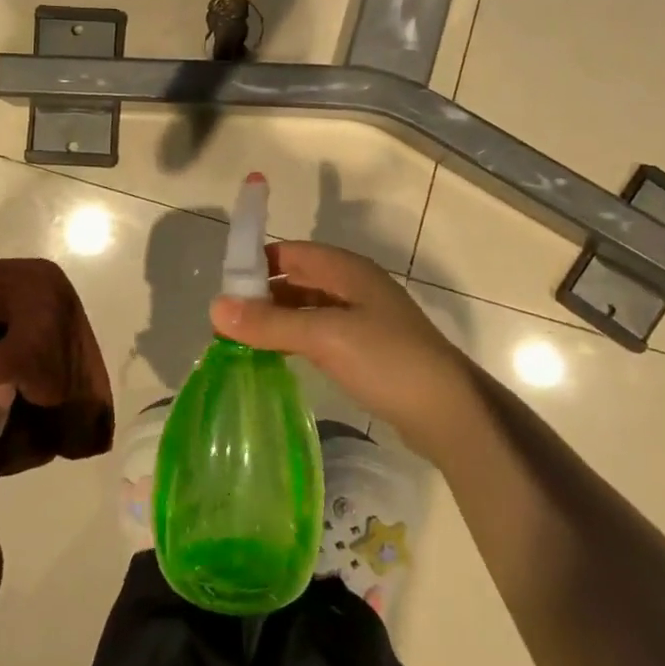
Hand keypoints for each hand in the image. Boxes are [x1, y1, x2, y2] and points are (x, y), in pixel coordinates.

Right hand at [210, 242, 477, 463]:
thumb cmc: (388, 361)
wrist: (449, 413)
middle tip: (225, 323)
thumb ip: (271, 323)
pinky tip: (276, 358)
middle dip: (262, 295)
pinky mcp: (366, 348)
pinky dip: (295, 339)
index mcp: (346, 270)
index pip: (291, 252)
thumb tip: (215, 307)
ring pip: (307, 307)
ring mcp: (362, 318)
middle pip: (297, 278)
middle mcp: (353, 286)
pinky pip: (320, 332)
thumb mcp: (325, 337)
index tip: (223, 291)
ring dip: (277, 320)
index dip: (256, 265)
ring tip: (242, 343)